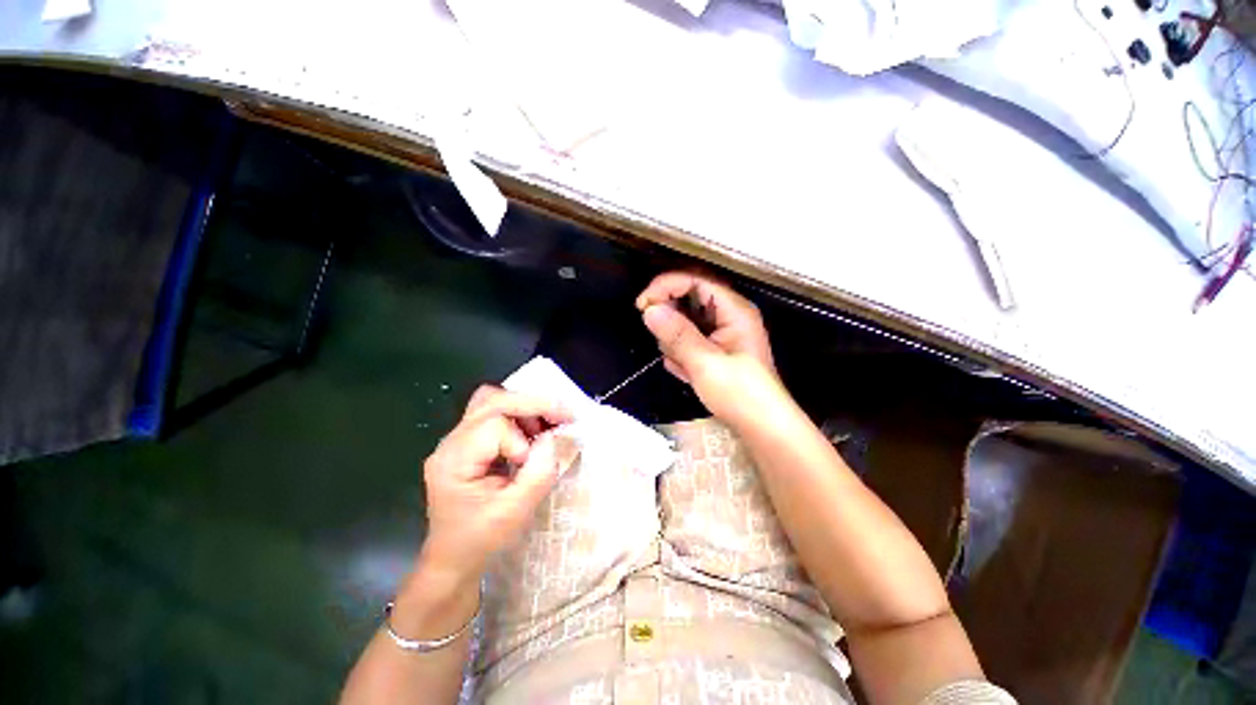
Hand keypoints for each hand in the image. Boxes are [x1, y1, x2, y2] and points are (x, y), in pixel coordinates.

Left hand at [420, 386, 573, 579]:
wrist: (453, 560)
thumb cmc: (481, 540)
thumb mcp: (515, 512)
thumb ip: (538, 473)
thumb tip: (552, 438)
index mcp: (454, 460)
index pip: (493, 424)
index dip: (520, 439)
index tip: (528, 463)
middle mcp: (451, 442)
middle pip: (492, 400)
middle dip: (532, 404)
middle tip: (563, 417)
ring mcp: (458, 440)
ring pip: (492, 401)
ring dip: (525, 408)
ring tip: (546, 427)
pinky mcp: (468, 443)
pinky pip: (494, 413)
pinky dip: (519, 415)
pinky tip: (533, 432)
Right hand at [636, 271, 780, 424]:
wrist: (762, 428)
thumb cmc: (741, 395)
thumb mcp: (705, 364)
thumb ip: (677, 334)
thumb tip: (649, 310)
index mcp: (733, 309)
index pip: (695, 279)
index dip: (666, 286)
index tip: (642, 305)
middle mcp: (728, 315)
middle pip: (688, 299)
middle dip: (671, 321)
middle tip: (665, 343)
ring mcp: (721, 332)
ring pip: (684, 322)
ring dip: (676, 342)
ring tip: (685, 366)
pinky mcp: (715, 348)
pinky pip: (688, 340)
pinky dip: (681, 354)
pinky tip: (688, 372)